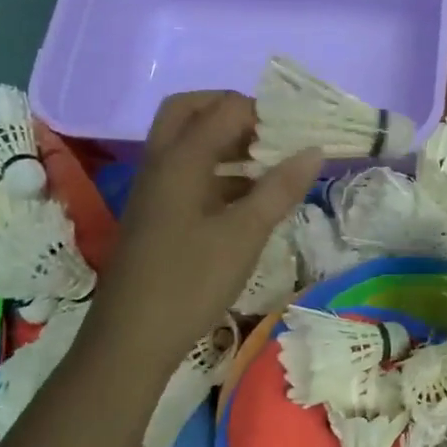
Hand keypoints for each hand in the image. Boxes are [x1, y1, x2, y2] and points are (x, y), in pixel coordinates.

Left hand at [91, 92, 320, 374]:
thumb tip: (314, 150)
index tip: (297, 131)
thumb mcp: (245, 234)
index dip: (264, 112)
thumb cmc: (190, 281)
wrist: (132, 339)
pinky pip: (187, 172)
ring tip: (270, 163)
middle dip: (232, 112)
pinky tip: (249, 198)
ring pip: (187, 142)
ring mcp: (155, 188)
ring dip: (226, 142)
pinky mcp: (156, 212)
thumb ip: (280, 188)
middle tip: (271, 132)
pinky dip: (218, 171)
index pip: (225, 108)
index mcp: (181, 159)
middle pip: (191, 110)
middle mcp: (162, 162)